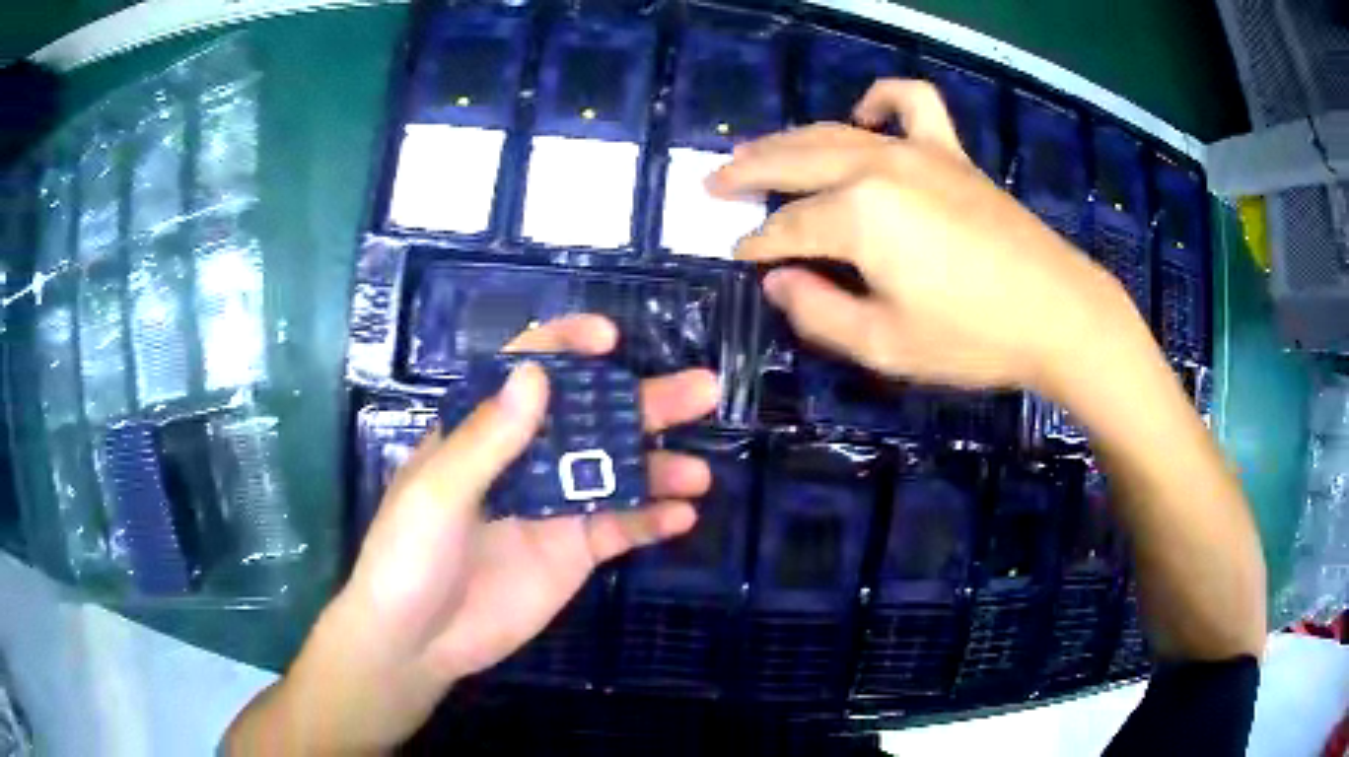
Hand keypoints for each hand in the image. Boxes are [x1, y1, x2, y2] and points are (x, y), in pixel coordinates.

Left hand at [225, 315, 718, 754]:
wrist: (416, 642)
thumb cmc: (408, 557)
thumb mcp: (437, 493)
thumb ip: (487, 438)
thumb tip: (537, 373)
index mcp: (483, 433)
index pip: (526, 373)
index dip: (566, 347)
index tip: (610, 339)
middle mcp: (524, 461)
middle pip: (590, 419)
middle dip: (644, 402)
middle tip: (701, 391)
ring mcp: (553, 508)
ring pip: (617, 473)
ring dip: (660, 467)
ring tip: (699, 472)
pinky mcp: (572, 553)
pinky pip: (621, 527)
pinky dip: (653, 519)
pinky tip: (682, 516)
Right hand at [708, 79, 1140, 396]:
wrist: (1057, 313)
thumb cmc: (972, 337)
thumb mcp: (884, 345)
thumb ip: (818, 312)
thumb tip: (778, 280)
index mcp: (858, 216)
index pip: (787, 227)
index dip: (756, 245)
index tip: (735, 256)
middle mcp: (878, 167)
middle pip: (796, 161)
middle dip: (748, 173)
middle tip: (713, 184)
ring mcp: (917, 150)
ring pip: (834, 131)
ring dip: (790, 140)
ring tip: (758, 151)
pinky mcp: (950, 152)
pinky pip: (911, 103)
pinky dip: (880, 101)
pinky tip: (865, 118)